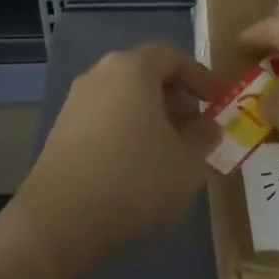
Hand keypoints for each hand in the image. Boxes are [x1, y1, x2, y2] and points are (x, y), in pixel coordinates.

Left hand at [11, 43, 223, 278]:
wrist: (60, 222)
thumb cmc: (134, 179)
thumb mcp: (187, 162)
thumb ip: (204, 137)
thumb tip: (208, 126)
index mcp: (132, 68)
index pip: (172, 57)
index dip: (199, 77)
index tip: (218, 102)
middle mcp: (100, 74)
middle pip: (146, 74)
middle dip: (176, 98)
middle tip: (197, 128)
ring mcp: (76, 102)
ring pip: (124, 98)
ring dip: (151, 117)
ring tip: (171, 152)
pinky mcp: (62, 131)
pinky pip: (105, 118)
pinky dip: (127, 131)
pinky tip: (138, 167)